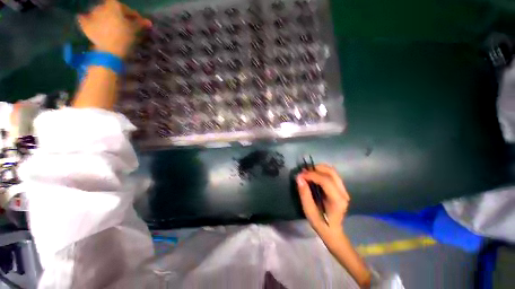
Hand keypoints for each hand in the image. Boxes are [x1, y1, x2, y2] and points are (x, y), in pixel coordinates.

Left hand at [77, 0, 151, 57]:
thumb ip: (140, 24)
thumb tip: (149, 22)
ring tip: (110, 25)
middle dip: (118, 16)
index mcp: (113, 5)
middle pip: (112, 10)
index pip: (126, 8)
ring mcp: (91, 15)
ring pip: (100, 13)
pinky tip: (90, 22)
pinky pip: (86, 20)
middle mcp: (101, 6)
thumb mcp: (135, 30)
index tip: (139, 22)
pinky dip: (88, 20)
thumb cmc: (124, 37)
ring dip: (105, 17)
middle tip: (124, 24)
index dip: (134, 15)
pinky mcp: (85, 25)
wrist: (108, 51)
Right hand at [296, 164, 349, 242]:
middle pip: (331, 172)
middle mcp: (343, 193)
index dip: (312, 175)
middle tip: (304, 171)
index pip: (325, 181)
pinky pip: (332, 175)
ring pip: (332, 171)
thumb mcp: (309, 212)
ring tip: (308, 172)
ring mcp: (344, 190)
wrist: (333, 232)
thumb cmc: (321, 224)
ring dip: (319, 168)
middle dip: (316, 168)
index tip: (300, 174)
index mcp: (337, 200)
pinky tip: (314, 175)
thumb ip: (304, 194)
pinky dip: (322, 171)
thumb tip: (299, 178)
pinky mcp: (341, 189)